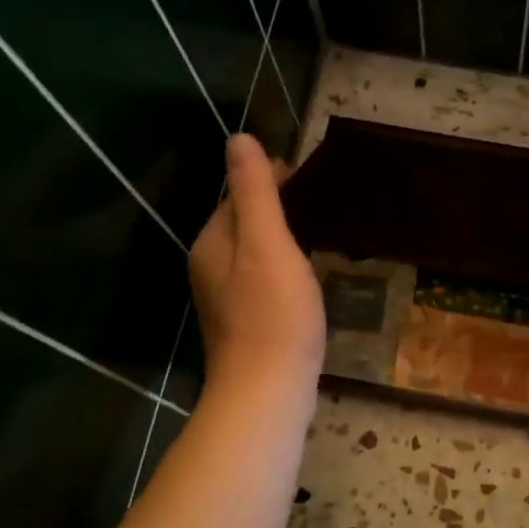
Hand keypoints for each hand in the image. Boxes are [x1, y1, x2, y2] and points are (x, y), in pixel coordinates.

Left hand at [189, 134, 324, 399]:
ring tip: (317, 236)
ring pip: (253, 255)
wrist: (268, 390)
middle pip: (243, 224)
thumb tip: (238, 138)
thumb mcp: (268, 242)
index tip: (306, 175)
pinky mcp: (245, 325)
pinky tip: (306, 280)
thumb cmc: (274, 312)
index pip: (237, 195)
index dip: (269, 180)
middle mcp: (209, 267)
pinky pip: (262, 282)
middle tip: (319, 204)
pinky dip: (282, 270)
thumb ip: (255, 191)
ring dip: (280, 240)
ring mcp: (225, 300)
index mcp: (212, 243)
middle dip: (274, 208)